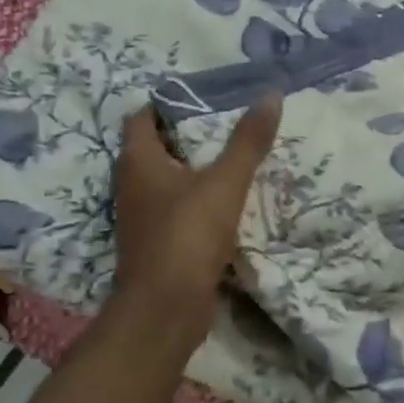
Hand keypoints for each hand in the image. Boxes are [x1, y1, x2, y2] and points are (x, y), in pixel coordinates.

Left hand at [113, 96, 280, 342]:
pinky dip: (196, 203)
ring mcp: (142, 218)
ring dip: (194, 172)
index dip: (167, 104)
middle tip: (226, 126)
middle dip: (187, 137)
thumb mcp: (225, 182)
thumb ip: (248, 141)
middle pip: (155, 149)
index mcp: (139, 162)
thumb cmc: (188, 234)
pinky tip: (226, 205)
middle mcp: (132, 186)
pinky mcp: (156, 244)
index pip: (142, 118)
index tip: (203, 100)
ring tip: (232, 161)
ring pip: (167, 183)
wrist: (166, 308)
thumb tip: (271, 94)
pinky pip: (176, 212)